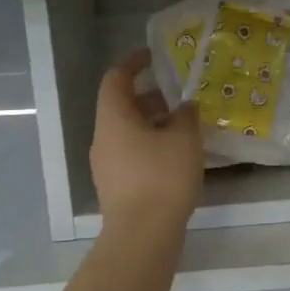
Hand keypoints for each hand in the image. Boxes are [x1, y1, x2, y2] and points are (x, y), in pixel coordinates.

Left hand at [90, 49, 203, 231]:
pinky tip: (178, 155)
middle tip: (181, 97)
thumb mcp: (184, 138)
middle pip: (123, 106)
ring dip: (154, 123)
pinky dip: (152, 145)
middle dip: (152, 98)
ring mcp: (106, 164)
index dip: (133, 63)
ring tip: (186, 127)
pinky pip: (133, 152)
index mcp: (114, 118)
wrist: (143, 234)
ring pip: (128, 131)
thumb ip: (186, 115)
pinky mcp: (116, 185)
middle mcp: (103, 137)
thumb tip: (185, 107)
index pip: (116, 78)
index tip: (154, 56)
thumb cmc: (162, 176)